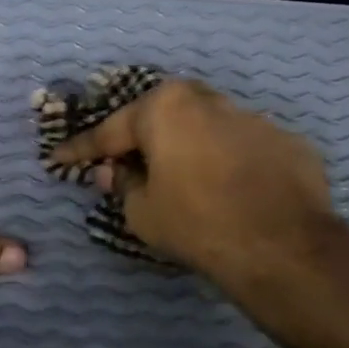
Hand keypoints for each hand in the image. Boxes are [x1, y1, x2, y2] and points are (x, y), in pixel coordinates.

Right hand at [49, 80, 334, 297]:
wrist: (284, 248)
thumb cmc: (197, 223)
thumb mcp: (142, 212)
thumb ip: (123, 185)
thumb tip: (115, 172)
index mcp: (166, 107)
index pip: (111, 130)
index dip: (81, 149)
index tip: (59, 157)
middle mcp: (209, 100)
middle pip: (163, 117)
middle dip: (142, 138)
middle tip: (126, 163)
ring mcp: (255, 118)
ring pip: (208, 129)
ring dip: (191, 149)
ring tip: (187, 181)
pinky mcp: (288, 142)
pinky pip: (245, 149)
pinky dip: (231, 164)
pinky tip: (232, 192)